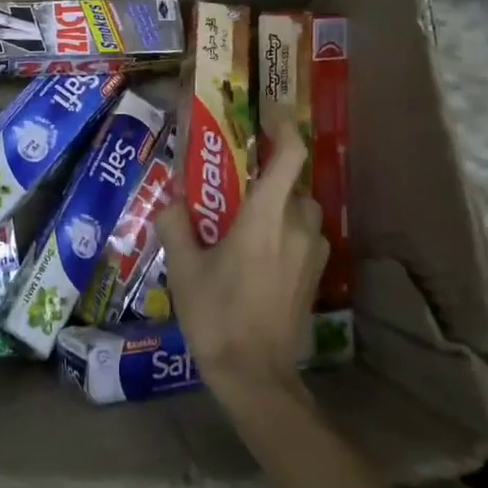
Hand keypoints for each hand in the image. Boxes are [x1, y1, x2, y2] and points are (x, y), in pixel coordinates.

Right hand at [156, 110, 326, 401]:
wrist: (256, 376)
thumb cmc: (217, 315)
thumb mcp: (184, 268)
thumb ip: (176, 224)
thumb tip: (171, 199)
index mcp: (266, 218)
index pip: (289, 156)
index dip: (283, 126)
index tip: (265, 111)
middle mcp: (298, 228)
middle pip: (294, 183)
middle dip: (270, 174)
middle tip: (238, 179)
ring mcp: (313, 254)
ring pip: (302, 211)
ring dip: (280, 205)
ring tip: (245, 220)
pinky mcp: (316, 277)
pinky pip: (305, 237)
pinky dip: (286, 231)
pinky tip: (259, 253)